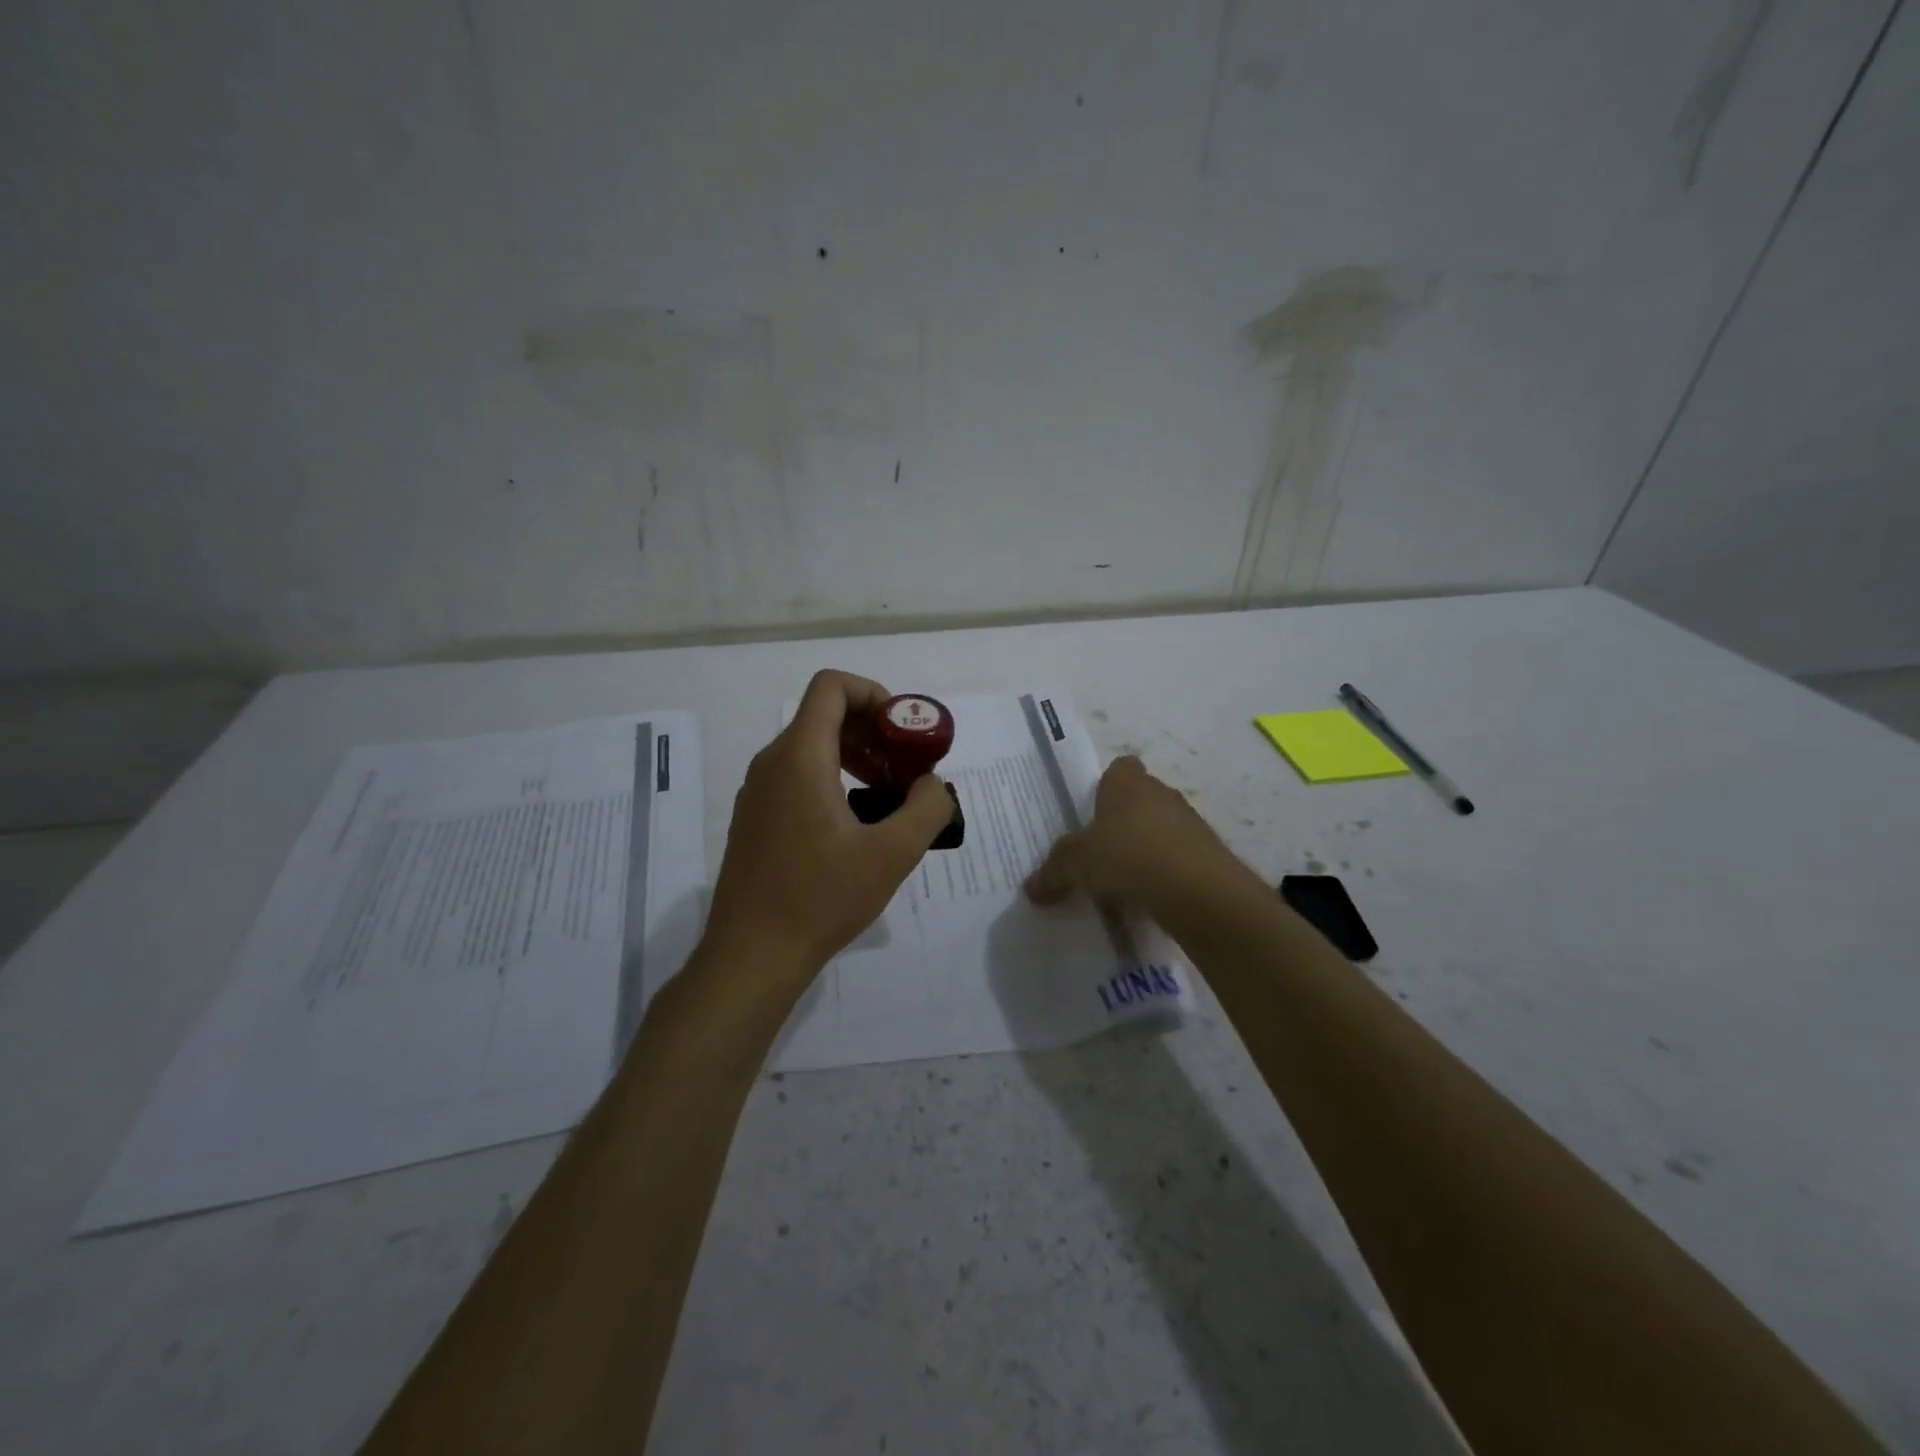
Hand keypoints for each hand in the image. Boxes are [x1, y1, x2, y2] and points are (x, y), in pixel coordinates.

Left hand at [704, 670, 957, 991]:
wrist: (751, 956)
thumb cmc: (821, 898)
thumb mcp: (892, 854)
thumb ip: (927, 806)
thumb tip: (932, 784)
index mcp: (800, 757)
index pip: (832, 687)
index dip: (875, 695)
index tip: (905, 733)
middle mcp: (772, 763)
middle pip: (825, 716)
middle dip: (874, 732)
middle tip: (907, 770)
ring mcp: (757, 792)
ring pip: (811, 748)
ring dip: (856, 757)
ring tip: (888, 798)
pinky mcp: (755, 818)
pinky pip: (797, 776)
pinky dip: (833, 780)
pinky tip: (856, 826)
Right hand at [1025, 756, 1246, 912]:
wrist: (1200, 891)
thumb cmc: (1130, 857)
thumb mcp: (1076, 864)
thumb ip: (1053, 872)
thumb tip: (1031, 889)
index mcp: (1128, 783)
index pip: (1119, 768)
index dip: (1106, 787)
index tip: (1091, 814)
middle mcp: (1161, 794)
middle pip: (1139, 800)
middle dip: (1122, 823)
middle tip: (1098, 854)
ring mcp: (1190, 824)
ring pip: (1160, 830)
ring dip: (1145, 850)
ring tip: (1122, 882)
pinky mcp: (1208, 856)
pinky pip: (1177, 859)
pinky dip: (1164, 874)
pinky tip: (1148, 898)